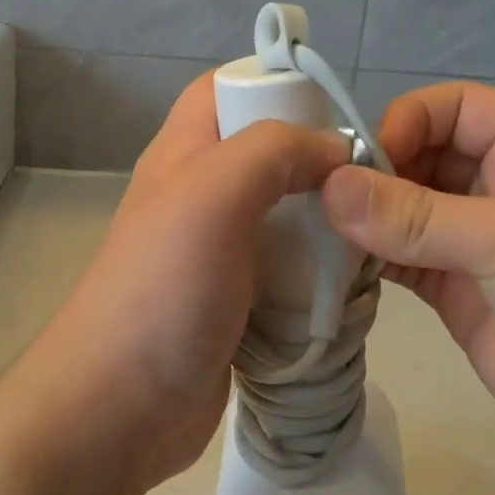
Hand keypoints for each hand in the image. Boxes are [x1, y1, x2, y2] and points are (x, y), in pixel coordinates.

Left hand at [10, 76, 349, 494]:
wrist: (120, 410)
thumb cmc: (162, 292)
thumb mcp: (211, 196)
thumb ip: (271, 152)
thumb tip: (333, 151)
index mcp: (183, 157)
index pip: (227, 89)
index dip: (277, 84)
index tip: (337, 111)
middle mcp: (198, 198)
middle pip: (266, 155)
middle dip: (317, 161)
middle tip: (370, 182)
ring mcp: (217, 255)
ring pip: (283, 216)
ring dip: (325, 223)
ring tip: (373, 235)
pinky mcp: (237, 305)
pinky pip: (287, 272)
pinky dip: (318, 274)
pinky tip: (350, 286)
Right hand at [319, 82, 494, 484]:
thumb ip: (416, 216)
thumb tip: (327, 188)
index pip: (452, 108)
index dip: (404, 123)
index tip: (360, 164)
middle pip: (420, 159)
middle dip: (374, 174)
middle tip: (321, 203)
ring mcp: (477, 246)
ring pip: (404, 214)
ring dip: (365, 221)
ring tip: (317, 235)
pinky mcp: (458, 296)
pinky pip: (403, 264)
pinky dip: (370, 263)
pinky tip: (336, 268)